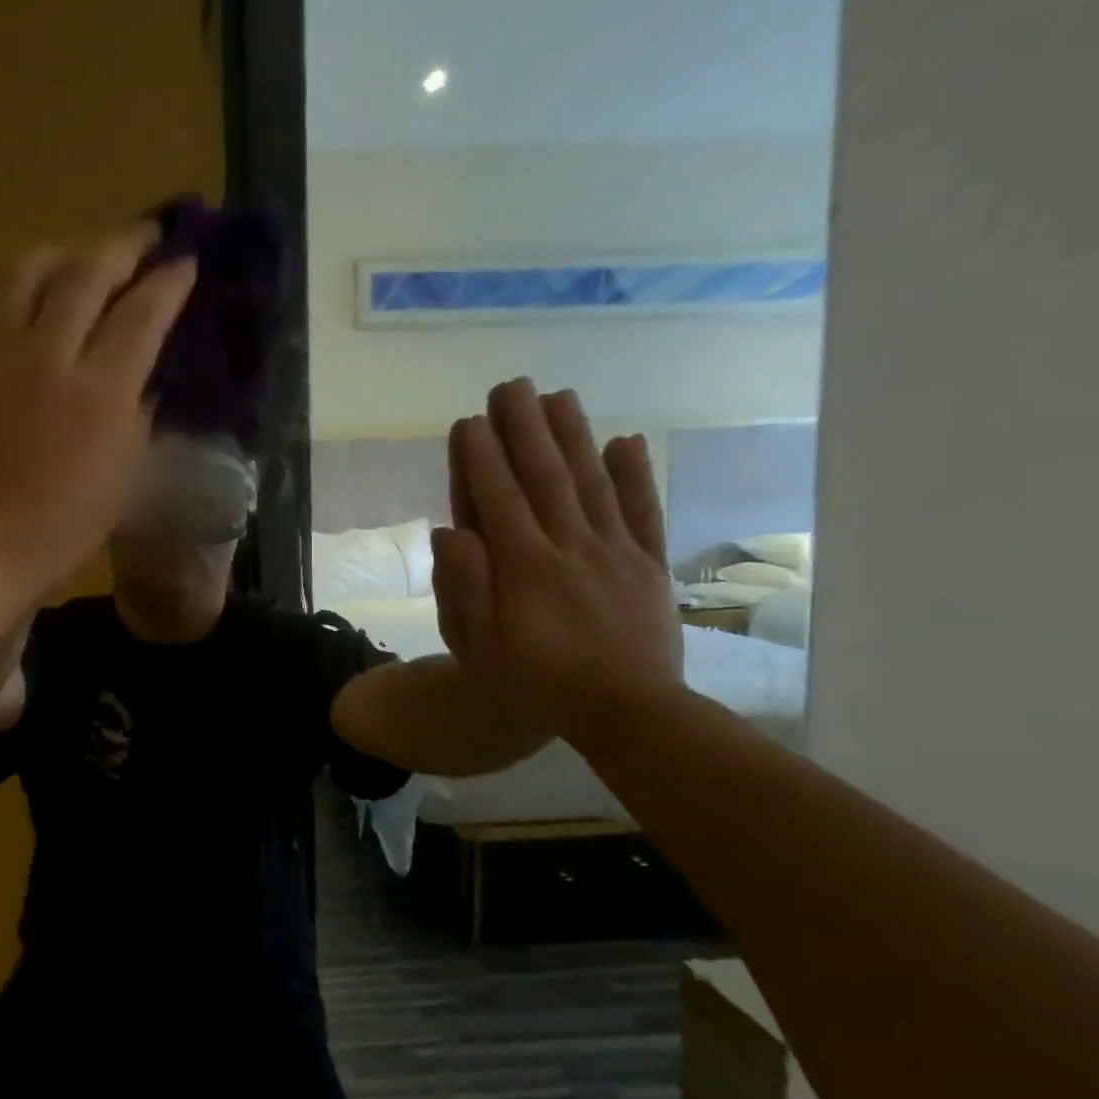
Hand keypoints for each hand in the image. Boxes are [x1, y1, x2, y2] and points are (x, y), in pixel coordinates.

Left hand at [0, 226, 195, 598]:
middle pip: (86, 274)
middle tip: (144, 237)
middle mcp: (47, 357)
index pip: (142, 313)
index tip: (186, 264)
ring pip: (26, 272)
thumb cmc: (67, 522)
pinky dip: (5, 285)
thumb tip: (143, 371)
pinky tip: (19, 290)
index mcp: (100, 392)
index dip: (169, 282)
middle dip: (123, 246)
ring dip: (61, 252)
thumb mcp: (128, 473)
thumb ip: (140, 410)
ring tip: (80, 254)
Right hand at [432, 379, 683, 739]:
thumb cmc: (537, 681)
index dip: (482, 456)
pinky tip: (627, 441)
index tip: (470, 420)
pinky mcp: (649, 563)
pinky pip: (643, 511)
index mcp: (523, 566)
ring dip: (573, 435)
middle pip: (544, 475)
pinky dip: (636, 474)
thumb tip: (450, 530)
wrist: (628, 712)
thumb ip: (463, 588)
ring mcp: (615, 550)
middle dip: (524, 428)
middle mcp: (569, 545)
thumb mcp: (479, 647)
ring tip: (558, 396)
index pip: (497, 497)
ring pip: (591, 481)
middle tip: (511, 386)